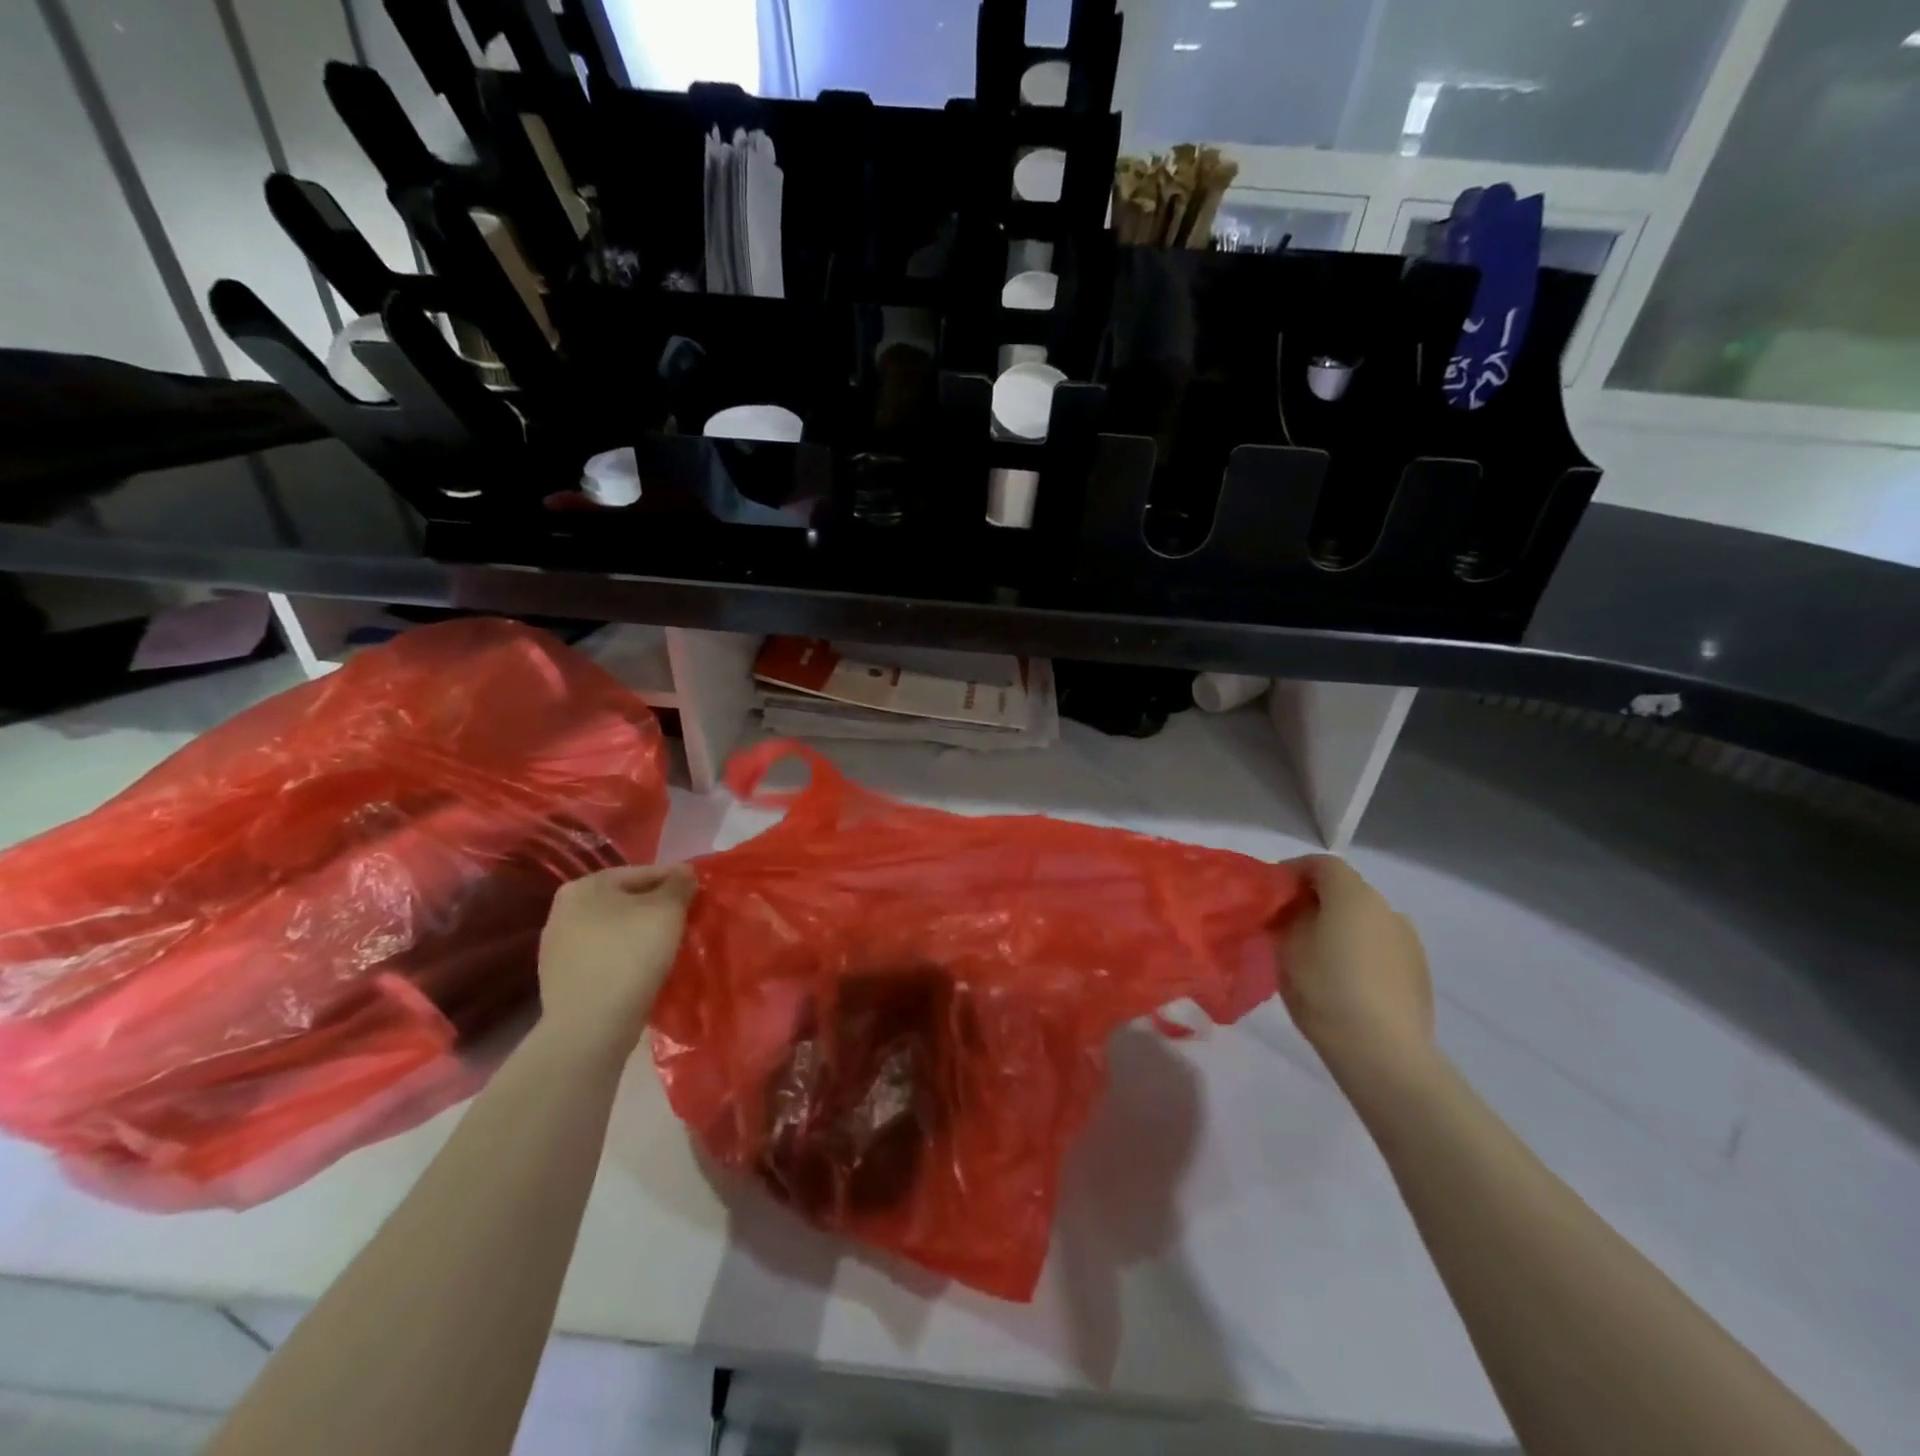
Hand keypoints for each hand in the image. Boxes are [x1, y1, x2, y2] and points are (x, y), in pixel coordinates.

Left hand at [537, 865, 695, 1053]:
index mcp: (585, 885)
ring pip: (615, 930)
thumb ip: (679, 884)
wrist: (590, 1025)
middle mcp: (563, 910)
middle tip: (686, 922)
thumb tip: (684, 873)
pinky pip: (604, 957)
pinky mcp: (562, 978)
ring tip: (669, 948)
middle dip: (656, 909)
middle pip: (626, 901)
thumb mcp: (667, 910)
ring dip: (640, 934)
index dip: (675, 882)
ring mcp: (558, 947)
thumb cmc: (630, 955)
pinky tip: (644, 971)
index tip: (699, 896)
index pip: (642, 873)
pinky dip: (625, 958)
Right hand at [1280, 856, 1435, 1083]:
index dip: (1292, 871)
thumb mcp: (1286, 948)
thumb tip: (1295, 910)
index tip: (1270, 892)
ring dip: (1340, 927)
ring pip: (1365, 921)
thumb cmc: (1325, 990)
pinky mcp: (1419, 973)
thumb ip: (1288, 918)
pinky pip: (1380, 948)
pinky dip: (1360, 952)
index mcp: (1353, 895)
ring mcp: (1409, 941)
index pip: (1321, 863)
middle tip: (1287, 925)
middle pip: (1345, 891)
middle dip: (1315, 901)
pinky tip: (1345, 981)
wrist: (1384, 1054)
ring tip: (1316, 956)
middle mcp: (1387, 908)